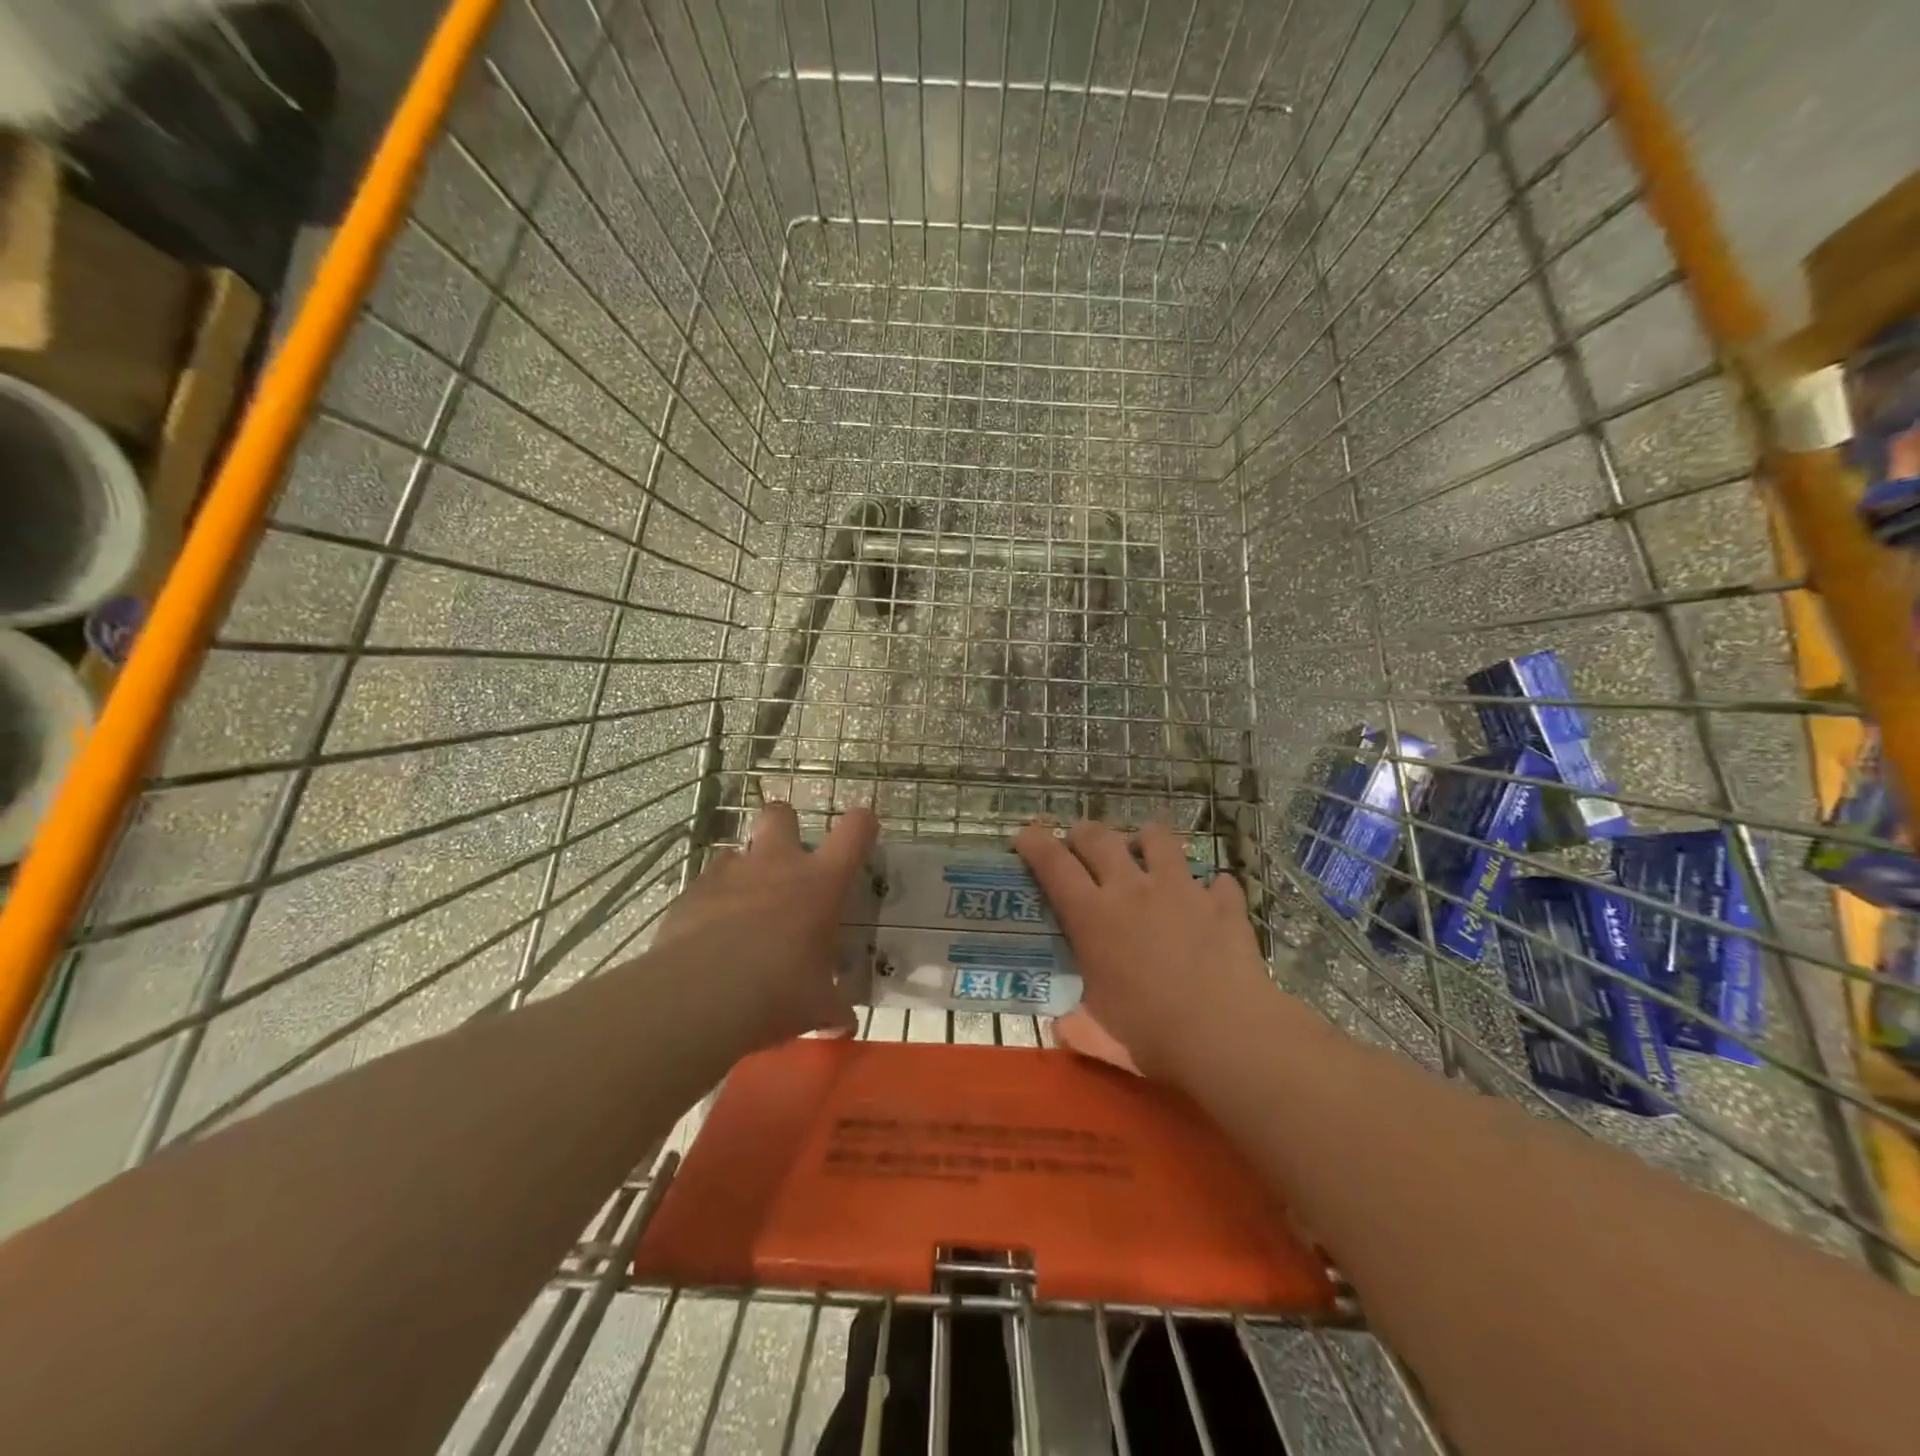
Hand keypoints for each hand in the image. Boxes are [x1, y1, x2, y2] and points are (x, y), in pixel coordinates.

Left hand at [653, 802, 877, 1051]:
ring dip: (746, 872)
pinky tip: (710, 935)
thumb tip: (845, 1026)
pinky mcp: (692, 891)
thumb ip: (833, 1009)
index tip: (862, 830)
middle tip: (787, 860)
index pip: (855, 830)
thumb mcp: (817, 1007)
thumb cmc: (777, 992)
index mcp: (821, 882)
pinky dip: (713, 901)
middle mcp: (777, 863)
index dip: (862, 824)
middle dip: (785, 826)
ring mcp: (731, 872)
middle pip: (781, 814)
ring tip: (744, 911)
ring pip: (739, 850)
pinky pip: (708, 884)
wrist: (699, 997)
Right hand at [1014, 819, 1274, 1085]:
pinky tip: (1211, 900)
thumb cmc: (1152, 1035)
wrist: (1227, 1034)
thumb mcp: (1101, 1035)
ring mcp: (1181, 889)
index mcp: (1093, 916)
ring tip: (1145, 850)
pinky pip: (1217, 880)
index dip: (1035, 843)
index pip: (1053, 864)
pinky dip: (1210, 888)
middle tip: (1080, 842)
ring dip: (1146, 839)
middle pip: (1099, 837)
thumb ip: (1077, 1027)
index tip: (1025, 837)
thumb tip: (1063, 1027)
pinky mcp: (1222, 902)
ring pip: (1158, 838)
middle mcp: (1132, 889)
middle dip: (1083, 833)